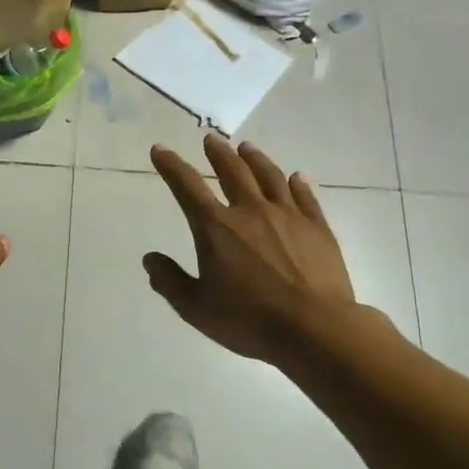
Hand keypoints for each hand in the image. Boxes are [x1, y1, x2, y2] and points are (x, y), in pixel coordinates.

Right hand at [144, 135, 364, 365]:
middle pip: (232, 171)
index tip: (160, 149)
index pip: (187, 186)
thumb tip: (150, 258)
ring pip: (269, 177)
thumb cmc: (250, 320)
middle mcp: (250, 211)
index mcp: (216, 227)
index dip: (171, 165)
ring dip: (255, 159)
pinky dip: (298, 183)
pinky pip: (305, 197)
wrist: (315, 329)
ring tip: (247, 147)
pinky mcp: (317, 228)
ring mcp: (288, 216)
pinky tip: (296, 177)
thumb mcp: (196, 308)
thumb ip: (170, 281)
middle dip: (218, 153)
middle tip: (211, 139)